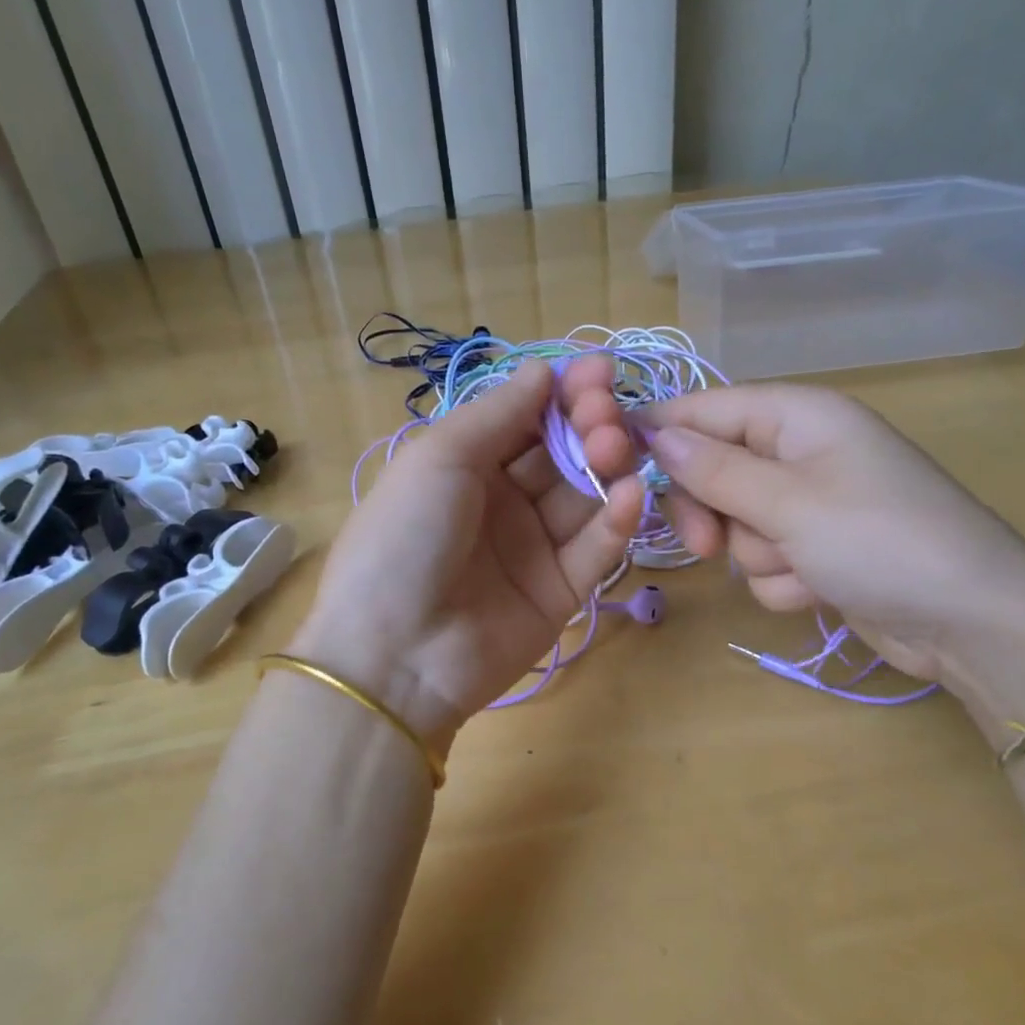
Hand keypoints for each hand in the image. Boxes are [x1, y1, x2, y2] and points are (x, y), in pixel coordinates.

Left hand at [290, 362, 641, 747]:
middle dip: (589, 424)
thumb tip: (543, 368)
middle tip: (605, 413)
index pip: (528, 418)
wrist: (393, 655)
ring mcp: (535, 547)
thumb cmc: (404, 537)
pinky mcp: (562, 591)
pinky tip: (631, 494)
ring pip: (587, 495)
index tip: (599, 371)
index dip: (563, 393)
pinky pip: (596, 549)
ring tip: (614, 449)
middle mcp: (504, 501)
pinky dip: (617, 520)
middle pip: (563, 452)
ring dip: (608, 465)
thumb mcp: (440, 458)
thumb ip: (499, 413)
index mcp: (467, 465)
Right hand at [563, 359, 1024, 690]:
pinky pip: (766, 557)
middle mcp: (801, 451)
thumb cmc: (881, 542)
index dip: (662, 436)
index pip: (706, 409)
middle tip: (709, 545)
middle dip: (712, 512)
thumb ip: (714, 469)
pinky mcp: (818, 548)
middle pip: (714, 469)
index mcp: (798, 416)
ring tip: (801, 567)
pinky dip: (784, 578)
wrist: (973, 624)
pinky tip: (820, 589)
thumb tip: (653, 433)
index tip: (617, 471)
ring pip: (737, 522)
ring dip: (757, 553)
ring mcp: (811, 503)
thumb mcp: (788, 502)